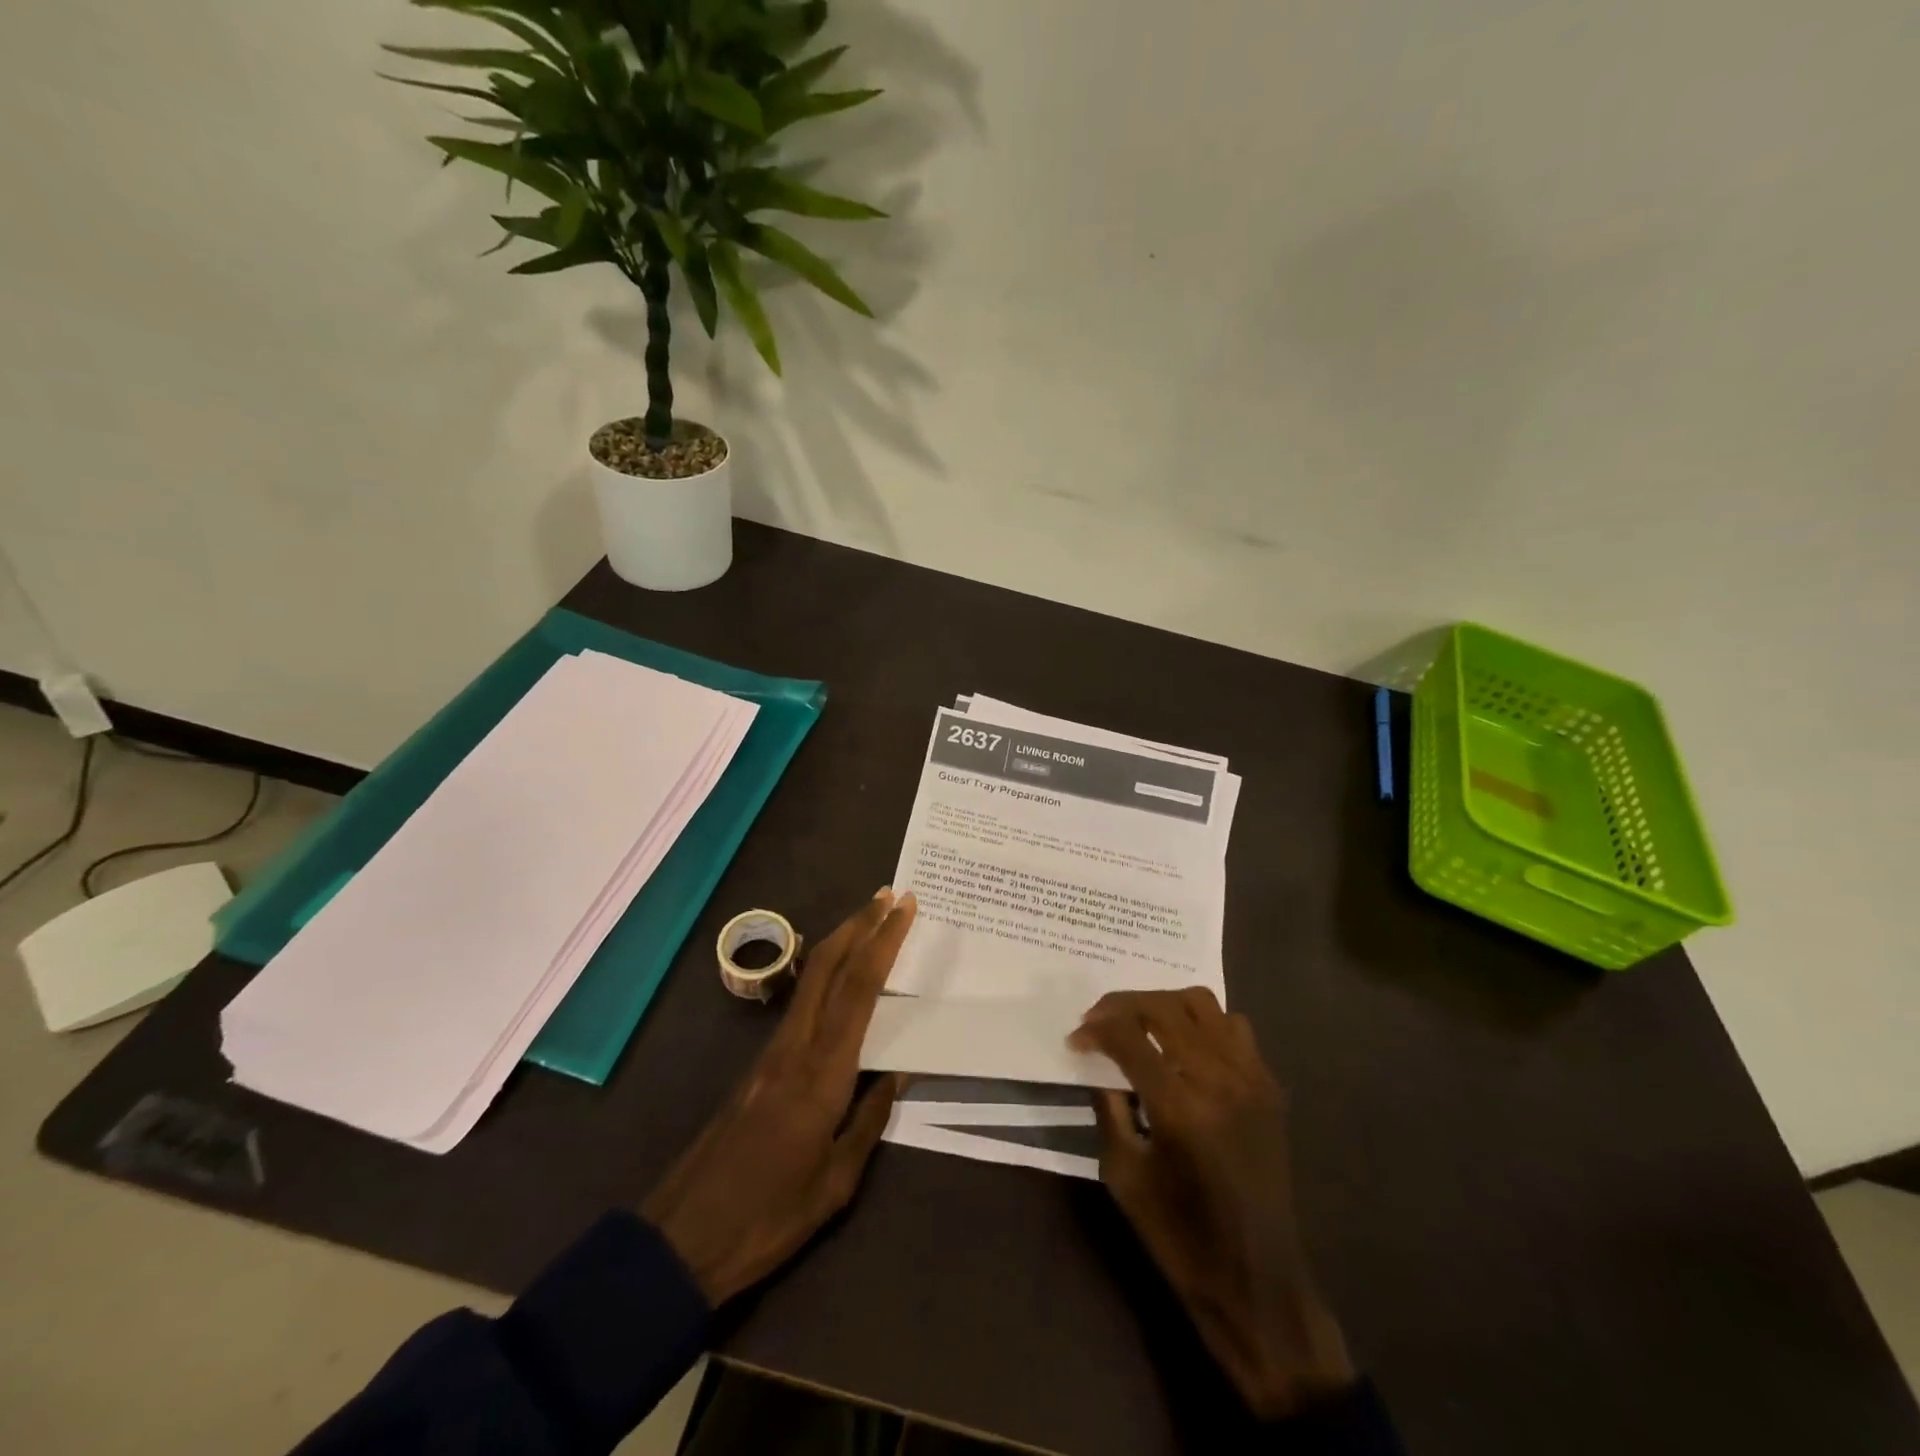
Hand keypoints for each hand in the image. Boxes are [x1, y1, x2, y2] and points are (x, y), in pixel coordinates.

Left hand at [642, 888, 915, 1305]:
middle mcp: (795, 1048)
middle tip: (888, 895)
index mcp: (823, 1074)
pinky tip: (842, 978)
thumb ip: (869, 1120)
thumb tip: (897, 1072)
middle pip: (827, 965)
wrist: (681, 1239)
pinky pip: (801, 1002)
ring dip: (842, 942)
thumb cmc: (768, 1217)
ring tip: (871, 922)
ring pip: (810, 978)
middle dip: (859, 924)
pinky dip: (827, 973)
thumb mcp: (836, 1183)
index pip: (859, 990)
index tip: (904, 908)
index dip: (884, 942)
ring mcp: (771, 1052)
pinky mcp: (759, 1064)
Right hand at [1070, 989, 1354, 1419]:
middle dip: (1121, 1005)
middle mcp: (1219, 1079)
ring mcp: (1250, 1078)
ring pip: (1201, 1003)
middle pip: (1163, 1007)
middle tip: (1098, 1022)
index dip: (1095, 1029)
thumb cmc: (1180, 1238)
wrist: (1258, 1283)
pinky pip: (1234, 1027)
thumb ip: (1109, 1108)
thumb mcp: (1123, 1175)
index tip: (1076, 1039)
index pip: (1128, 1036)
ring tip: (1141, 1024)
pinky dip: (1202, 1023)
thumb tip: (1098, 1064)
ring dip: (1163, 1004)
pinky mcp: (1269, 1087)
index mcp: (1179, 1106)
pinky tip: (1184, 1046)